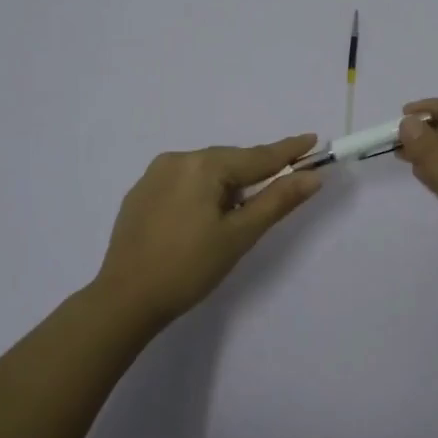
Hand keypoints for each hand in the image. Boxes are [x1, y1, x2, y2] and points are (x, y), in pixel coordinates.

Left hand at [92, 134, 324, 325]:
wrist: (125, 299)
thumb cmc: (189, 268)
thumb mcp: (239, 235)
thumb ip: (277, 201)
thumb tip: (312, 176)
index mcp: (203, 166)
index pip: (257, 156)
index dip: (288, 150)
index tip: (313, 138)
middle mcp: (176, 159)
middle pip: (230, 161)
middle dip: (256, 172)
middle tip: (281, 185)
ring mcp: (153, 175)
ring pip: (205, 171)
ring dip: (227, 184)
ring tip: (238, 214)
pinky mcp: (140, 193)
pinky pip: (183, 182)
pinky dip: (202, 191)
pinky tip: (203, 217)